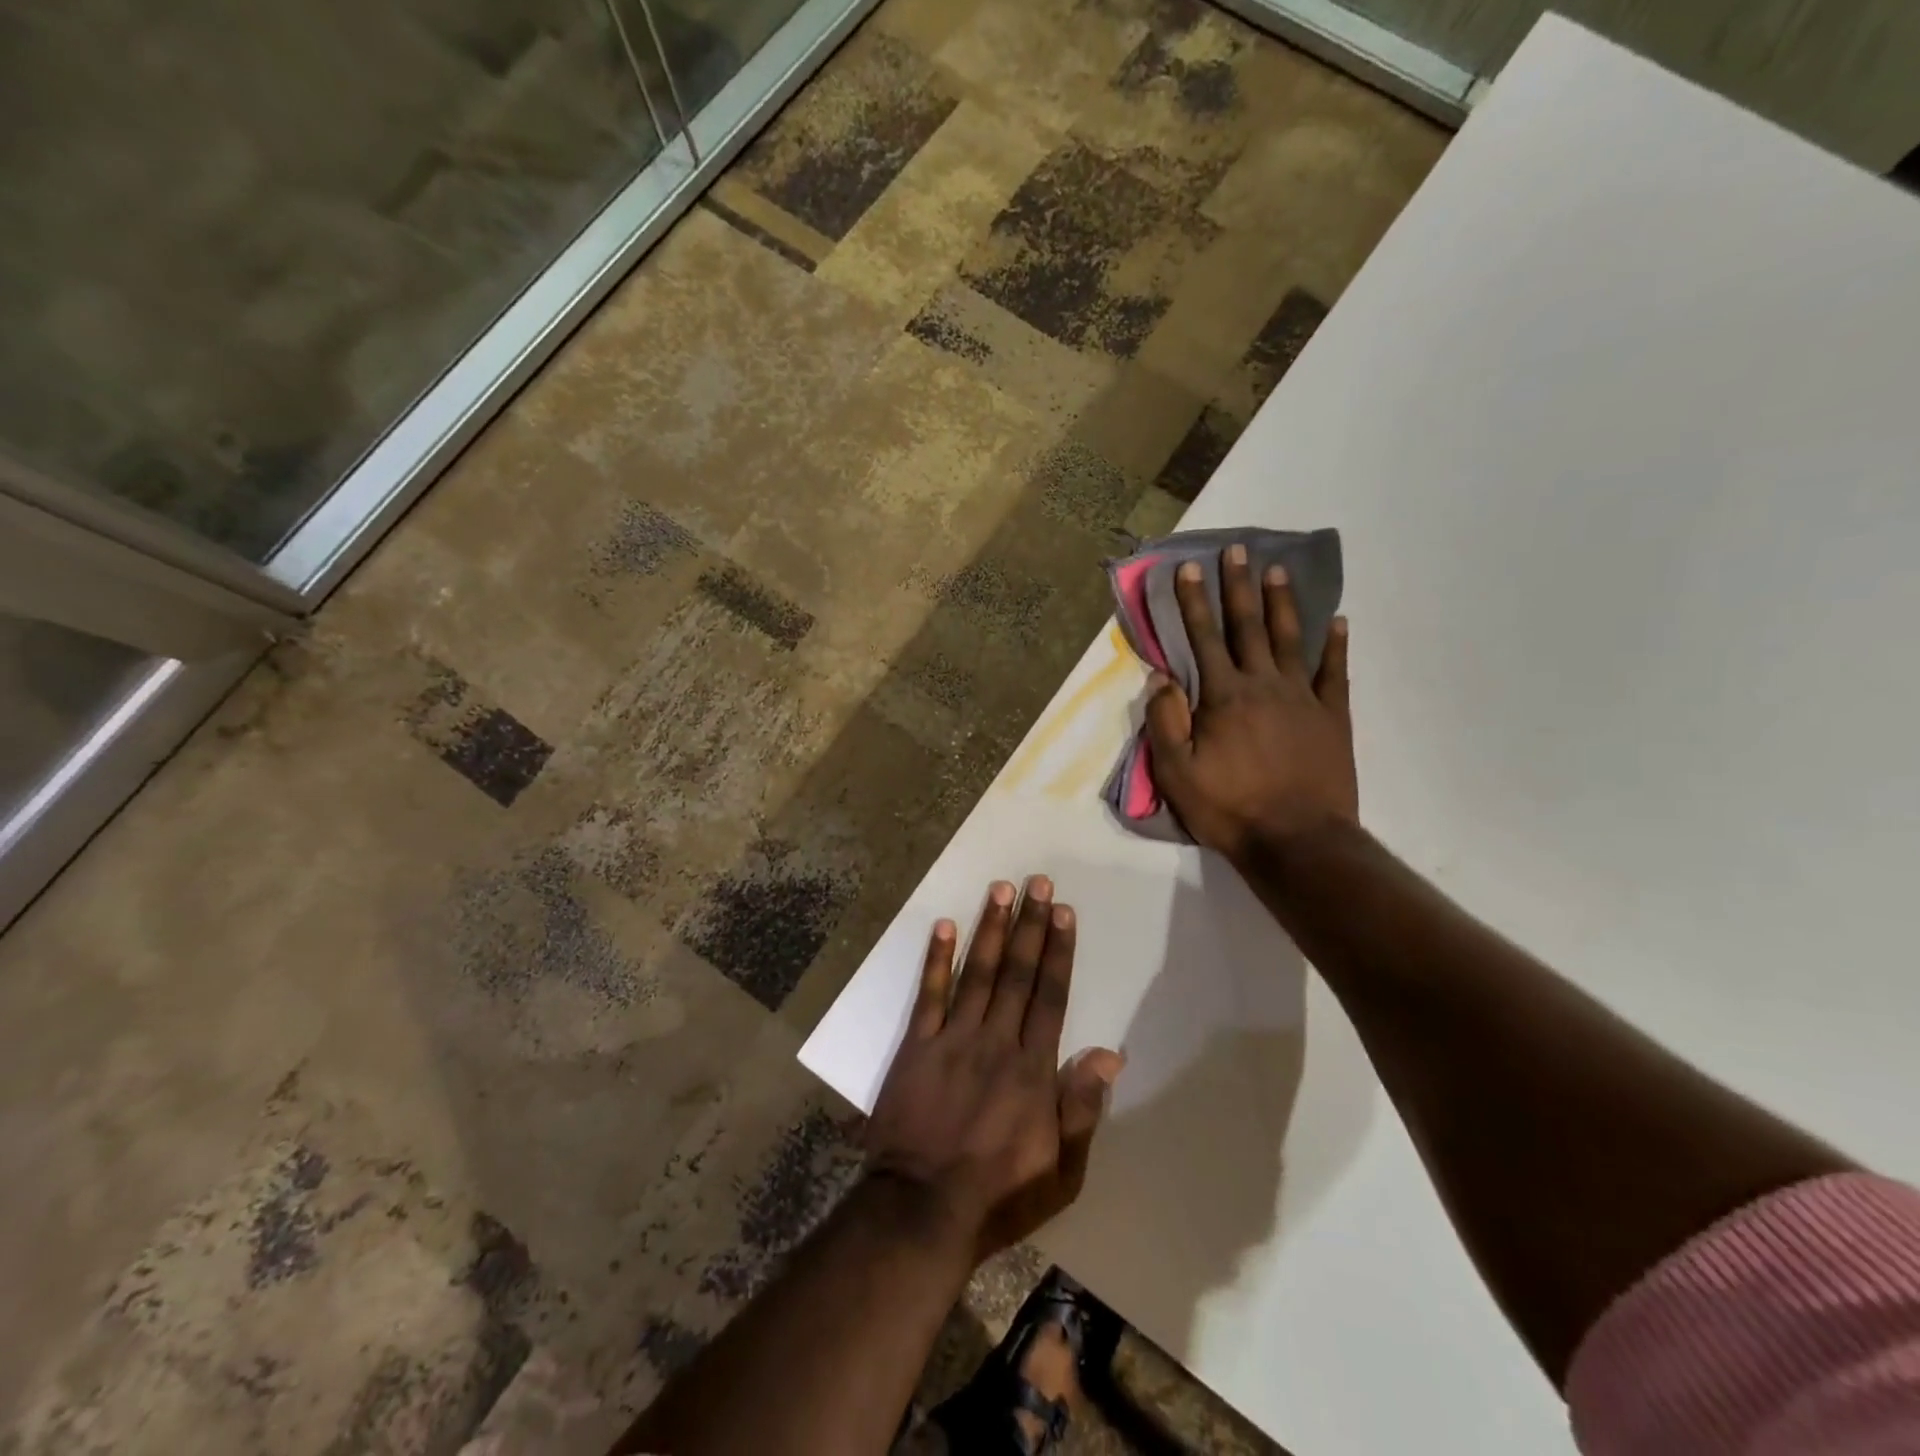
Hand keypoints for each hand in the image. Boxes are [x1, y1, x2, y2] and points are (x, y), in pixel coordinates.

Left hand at [865, 877, 1124, 1258]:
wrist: (921, 1211)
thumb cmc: (999, 1195)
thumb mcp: (1061, 1170)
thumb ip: (1082, 1107)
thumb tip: (1110, 1053)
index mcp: (1033, 1068)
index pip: (1051, 996)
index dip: (1059, 951)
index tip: (1064, 912)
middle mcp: (996, 1041)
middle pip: (1018, 973)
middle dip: (1030, 925)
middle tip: (1038, 882)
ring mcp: (953, 1039)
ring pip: (978, 973)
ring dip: (992, 929)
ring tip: (1001, 889)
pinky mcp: (917, 1046)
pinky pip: (928, 995)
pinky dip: (936, 959)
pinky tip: (944, 926)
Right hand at [1144, 546, 1356, 865]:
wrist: (1297, 841)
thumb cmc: (1229, 808)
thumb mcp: (1177, 773)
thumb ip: (1165, 721)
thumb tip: (1160, 677)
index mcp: (1223, 697)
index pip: (1203, 638)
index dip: (1193, 601)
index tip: (1188, 567)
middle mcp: (1263, 685)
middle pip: (1248, 627)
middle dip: (1238, 587)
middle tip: (1238, 550)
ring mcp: (1303, 698)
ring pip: (1291, 639)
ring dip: (1282, 603)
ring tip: (1278, 570)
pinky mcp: (1332, 717)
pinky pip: (1335, 672)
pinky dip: (1336, 645)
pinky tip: (1338, 622)